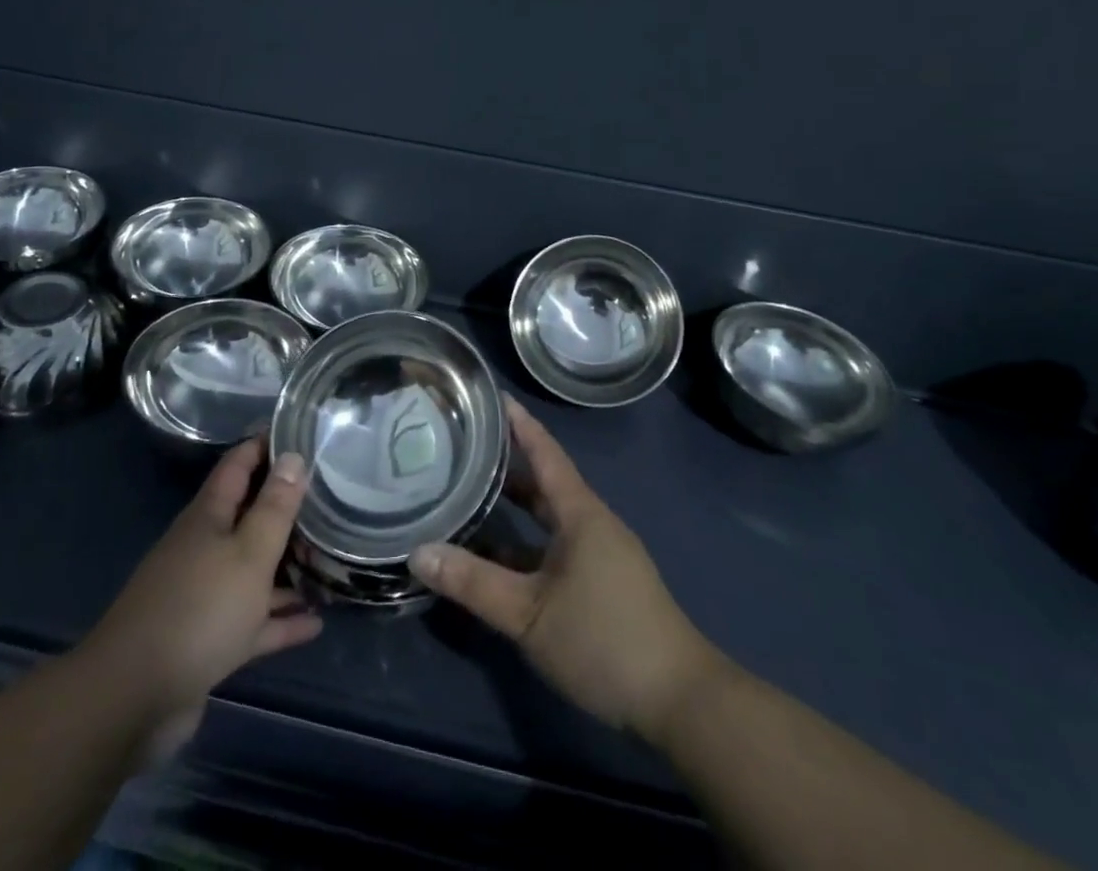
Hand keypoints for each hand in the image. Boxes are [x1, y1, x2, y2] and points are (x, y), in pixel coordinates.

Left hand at [85, 437, 320, 759]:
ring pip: (252, 571)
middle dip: (284, 508)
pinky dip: (279, 620)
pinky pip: (252, 621)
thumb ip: (274, 507)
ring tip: (328, 561)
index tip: (300, 432)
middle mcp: (204, 548)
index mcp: (208, 518)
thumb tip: (293, 455)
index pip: (238, 465)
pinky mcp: (206, 641)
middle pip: (247, 517)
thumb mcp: (248, 553)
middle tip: (329, 499)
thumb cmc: (199, 610)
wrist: (132, 699)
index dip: (265, 445)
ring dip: (286, 568)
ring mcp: (203, 596)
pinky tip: (314, 623)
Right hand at [409, 396, 722, 743]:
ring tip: (469, 496)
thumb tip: (417, 552)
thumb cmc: (604, 640)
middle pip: (543, 483)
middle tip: (463, 447)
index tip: (491, 395)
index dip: (519, 423)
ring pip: (548, 519)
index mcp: (580, 513)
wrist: (680, 702)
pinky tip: (497, 559)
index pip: (545, 452)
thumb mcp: (529, 614)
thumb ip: (473, 583)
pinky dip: (525, 543)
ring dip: (513, 508)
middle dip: (506, 465)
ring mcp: (600, 554)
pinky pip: (555, 547)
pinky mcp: (603, 583)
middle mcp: (591, 523)